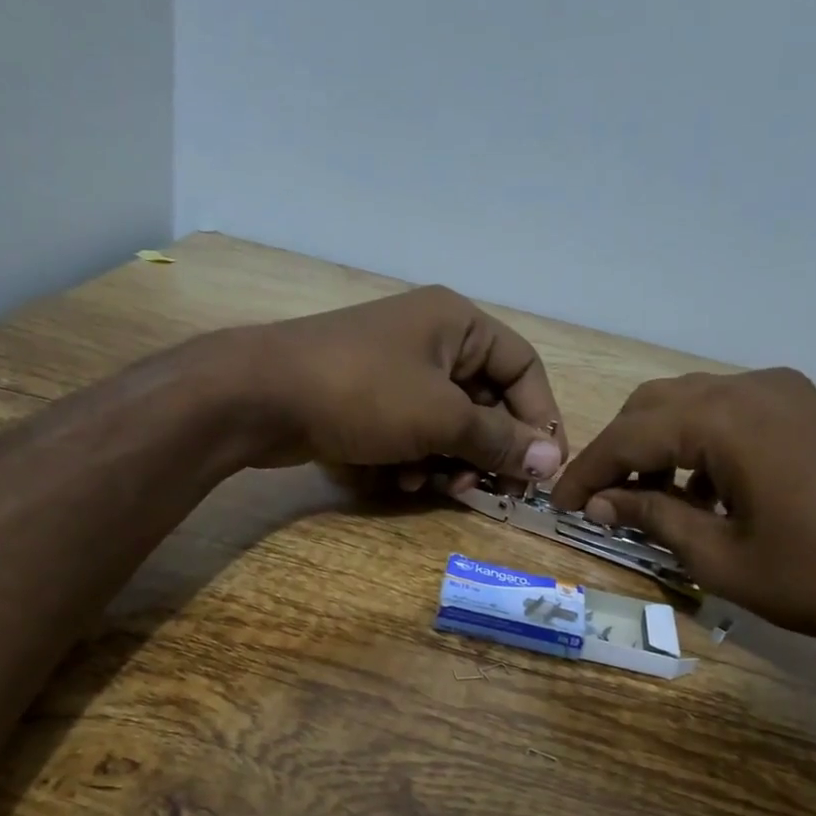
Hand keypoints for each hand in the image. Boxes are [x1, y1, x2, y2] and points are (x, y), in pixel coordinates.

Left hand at [235, 285, 565, 484]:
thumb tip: (554, 460)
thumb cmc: (364, 393)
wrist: (262, 396)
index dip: (540, 418)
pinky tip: (401, 479)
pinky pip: (412, 432)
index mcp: (458, 324)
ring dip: (450, 460)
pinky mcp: (369, 400)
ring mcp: (397, 370)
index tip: (543, 467)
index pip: (523, 368)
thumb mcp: (441, 418)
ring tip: (437, 485)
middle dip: (488, 449)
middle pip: (486, 401)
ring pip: (448, 423)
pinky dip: (415, 458)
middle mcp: (433, 340)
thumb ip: (499, 440)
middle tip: (489, 490)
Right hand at [548, 369, 815, 659]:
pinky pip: (729, 413)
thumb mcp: (719, 558)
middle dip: (618, 452)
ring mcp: (784, 394)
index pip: (628, 436)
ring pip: (690, 404)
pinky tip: (700, 492)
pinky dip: (697, 445)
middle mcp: (750, 389)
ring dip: (657, 447)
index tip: (556, 504)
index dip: (585, 472)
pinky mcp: (806, 411)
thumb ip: (652, 518)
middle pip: (654, 406)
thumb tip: (599, 503)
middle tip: (597, 503)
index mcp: (725, 420)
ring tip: (644, 503)